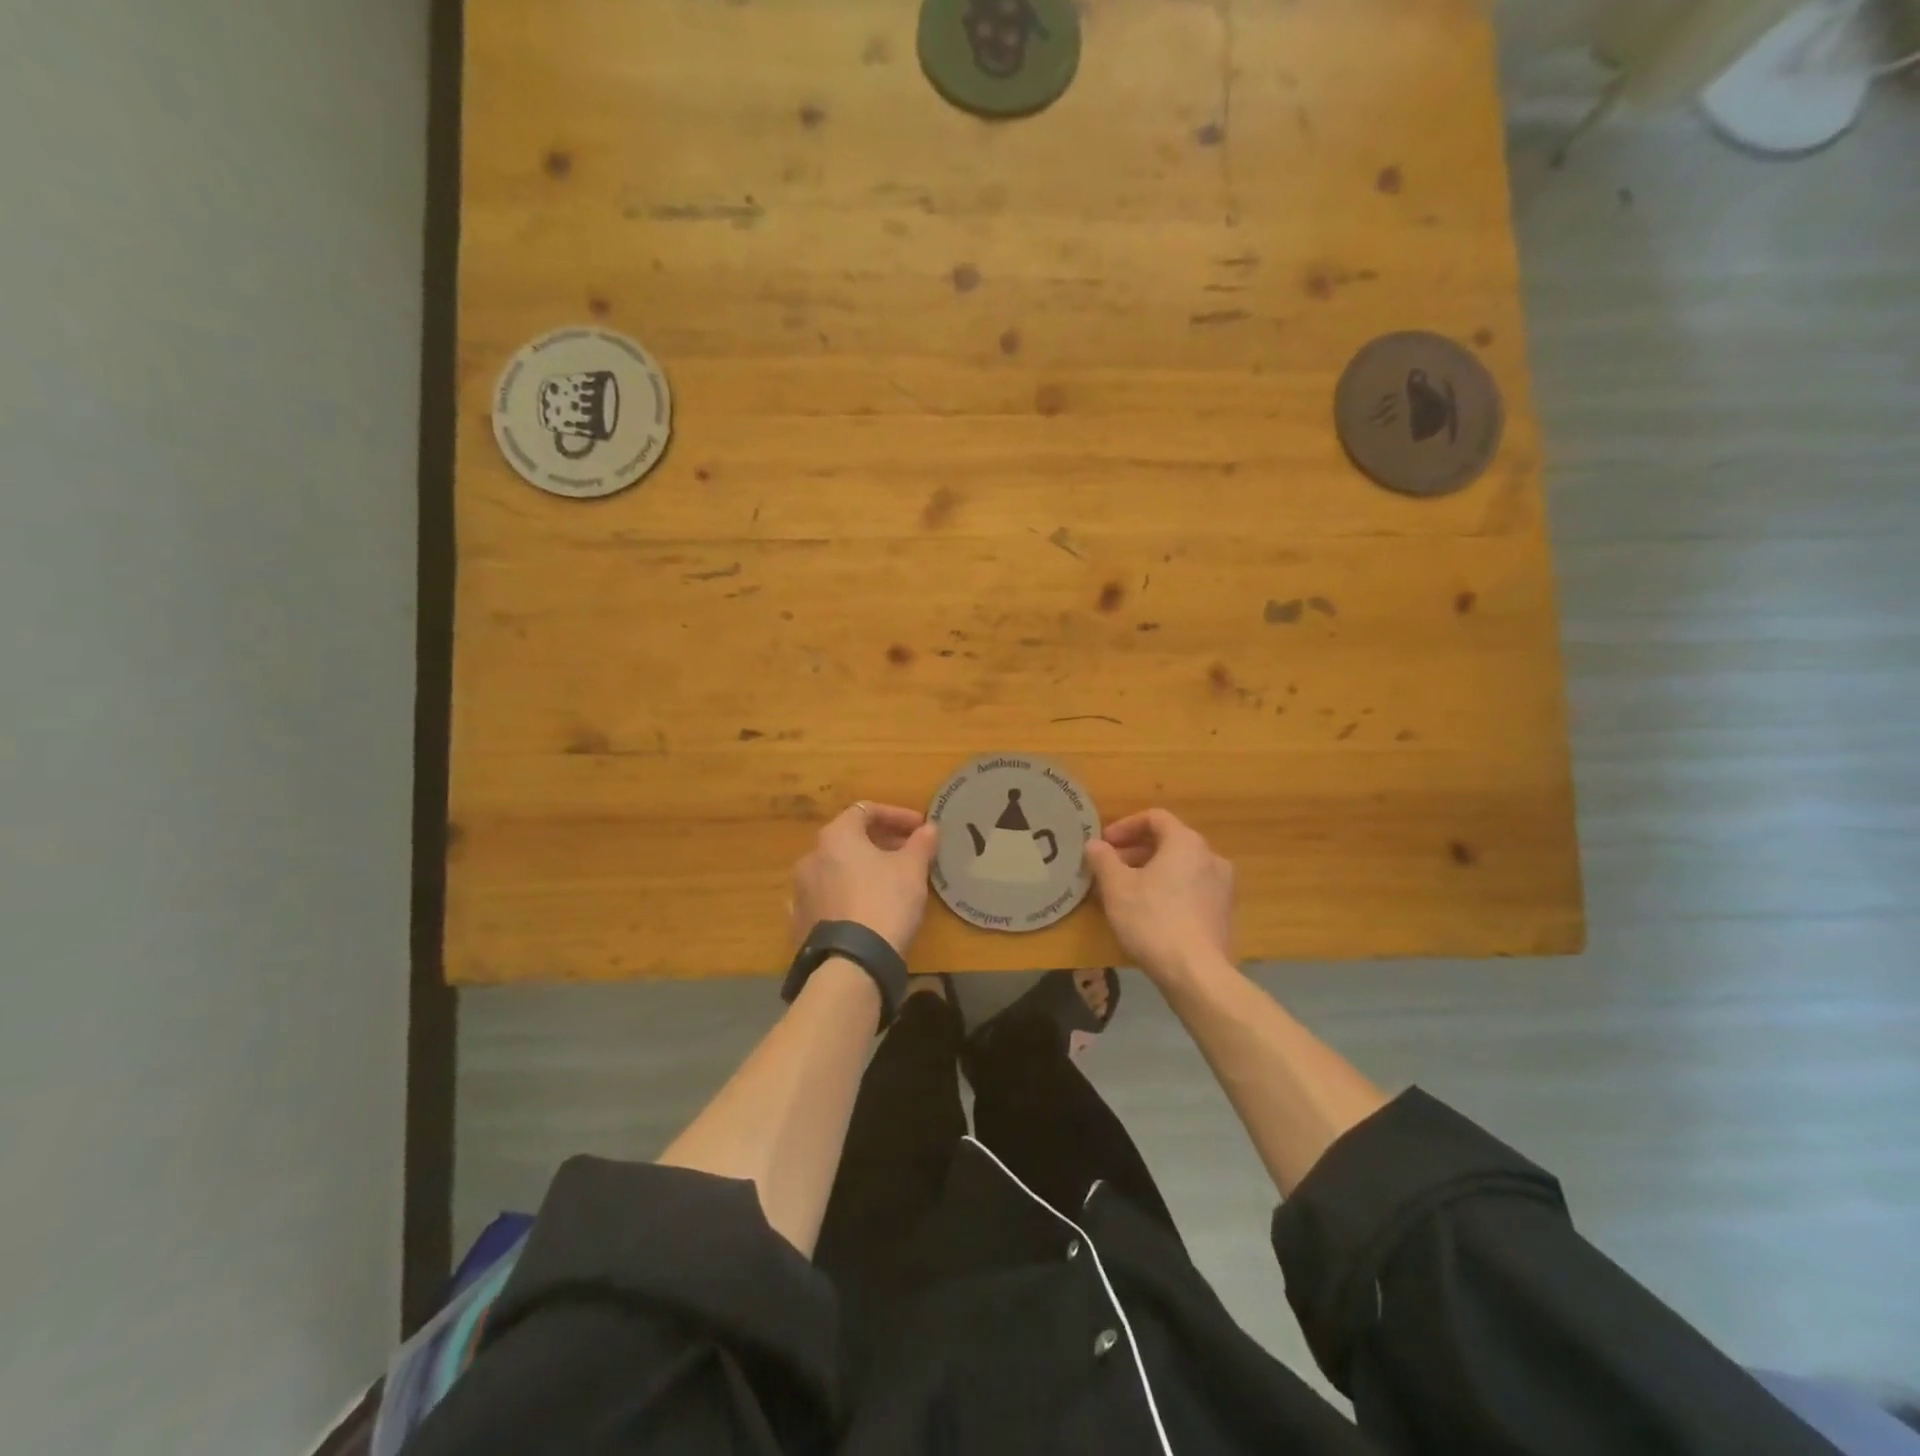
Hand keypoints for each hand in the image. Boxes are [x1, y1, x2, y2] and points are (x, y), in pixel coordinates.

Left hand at [790, 802, 939, 955]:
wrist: (852, 962)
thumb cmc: (885, 902)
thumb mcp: (912, 869)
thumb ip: (921, 843)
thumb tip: (929, 828)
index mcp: (836, 836)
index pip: (866, 811)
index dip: (897, 815)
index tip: (920, 828)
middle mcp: (811, 857)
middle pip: (850, 839)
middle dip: (881, 842)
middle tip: (909, 854)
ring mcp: (801, 890)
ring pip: (837, 869)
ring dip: (863, 869)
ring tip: (889, 882)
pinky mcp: (801, 920)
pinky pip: (828, 897)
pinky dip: (847, 894)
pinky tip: (864, 907)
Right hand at [1085, 809, 1233, 984]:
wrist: (1196, 974)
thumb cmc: (1152, 920)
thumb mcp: (1116, 887)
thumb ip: (1103, 859)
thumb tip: (1095, 844)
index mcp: (1186, 842)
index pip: (1154, 818)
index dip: (1125, 826)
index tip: (1104, 844)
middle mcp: (1210, 857)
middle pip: (1169, 842)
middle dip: (1136, 851)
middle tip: (1110, 869)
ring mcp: (1222, 886)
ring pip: (1181, 867)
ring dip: (1152, 871)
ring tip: (1126, 892)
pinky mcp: (1224, 913)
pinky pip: (1191, 889)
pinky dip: (1169, 890)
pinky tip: (1150, 913)